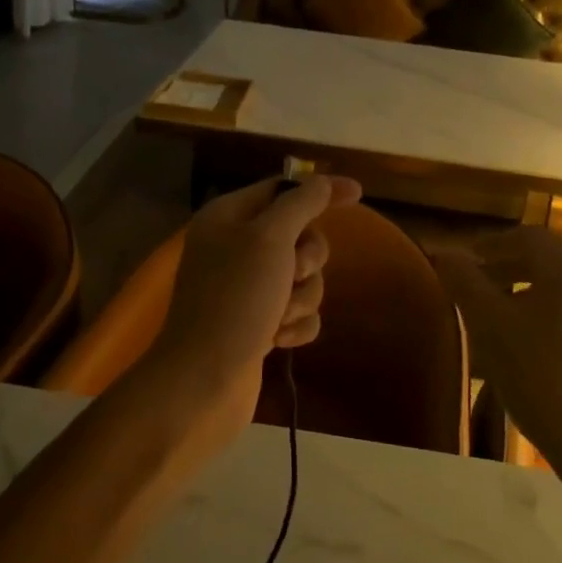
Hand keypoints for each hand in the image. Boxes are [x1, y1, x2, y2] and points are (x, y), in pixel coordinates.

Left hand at [135, 175, 362, 441]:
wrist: (203, 381)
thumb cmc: (235, 300)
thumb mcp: (270, 238)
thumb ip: (301, 203)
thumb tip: (324, 181)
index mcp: (228, 217)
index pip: (282, 188)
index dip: (319, 190)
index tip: (358, 195)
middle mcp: (235, 247)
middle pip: (299, 235)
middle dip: (307, 258)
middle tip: (292, 273)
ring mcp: (246, 289)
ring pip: (302, 277)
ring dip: (302, 296)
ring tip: (279, 316)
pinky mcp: (257, 324)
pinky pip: (297, 312)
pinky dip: (296, 324)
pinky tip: (279, 340)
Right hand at [431, 229, 561, 488]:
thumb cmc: (539, 376)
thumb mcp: (489, 325)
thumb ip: (465, 282)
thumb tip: (445, 252)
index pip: (526, 237)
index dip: (489, 245)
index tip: (463, 264)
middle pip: (547, 261)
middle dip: (507, 268)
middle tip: (476, 289)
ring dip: (527, 293)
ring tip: (499, 318)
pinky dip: (549, 316)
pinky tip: (532, 347)